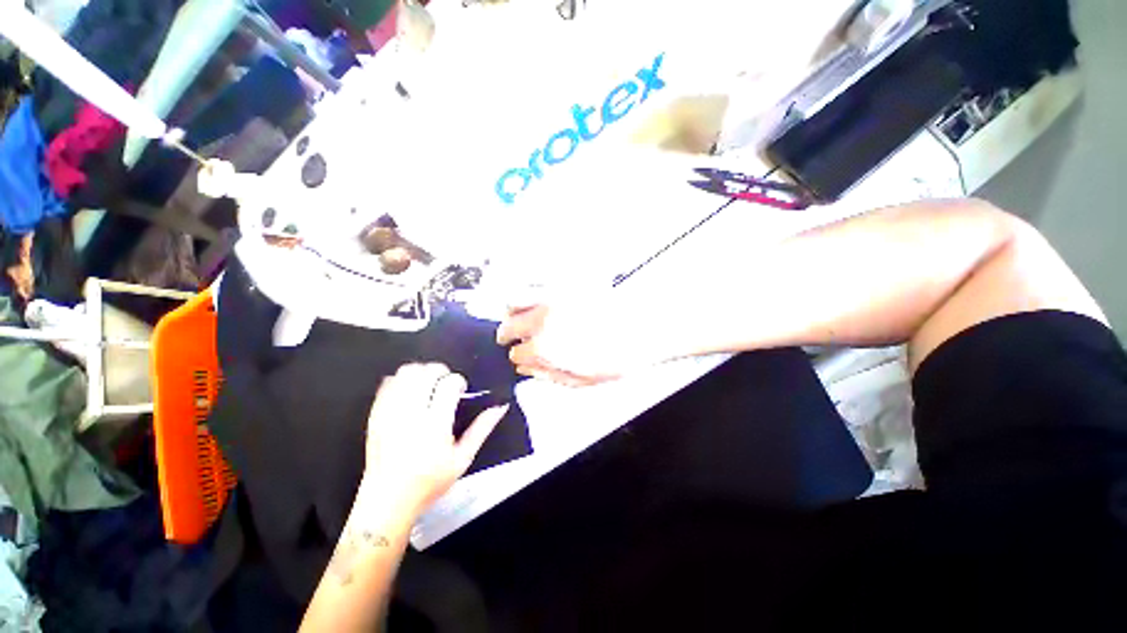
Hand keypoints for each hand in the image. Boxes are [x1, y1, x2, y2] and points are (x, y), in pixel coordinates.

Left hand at [360, 364, 508, 518]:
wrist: (387, 502)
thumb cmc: (429, 482)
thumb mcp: (463, 459)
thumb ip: (482, 429)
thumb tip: (500, 406)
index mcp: (435, 426)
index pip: (448, 384)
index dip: (458, 381)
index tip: (460, 390)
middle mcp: (410, 415)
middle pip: (426, 373)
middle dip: (440, 371)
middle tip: (446, 383)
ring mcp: (389, 413)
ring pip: (405, 373)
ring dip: (421, 372)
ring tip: (429, 384)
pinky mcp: (375, 415)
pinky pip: (387, 383)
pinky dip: (402, 380)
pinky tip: (410, 391)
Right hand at [496, 298, 667, 386]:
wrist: (645, 328)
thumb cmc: (618, 357)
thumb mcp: (582, 379)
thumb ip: (548, 374)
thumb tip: (527, 369)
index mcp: (545, 348)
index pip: (517, 354)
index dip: (520, 357)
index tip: (525, 356)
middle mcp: (542, 320)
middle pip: (508, 326)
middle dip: (508, 335)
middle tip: (515, 338)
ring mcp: (552, 297)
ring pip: (514, 300)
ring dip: (513, 311)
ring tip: (521, 315)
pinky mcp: (564, 282)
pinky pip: (535, 281)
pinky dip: (528, 291)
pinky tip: (536, 298)